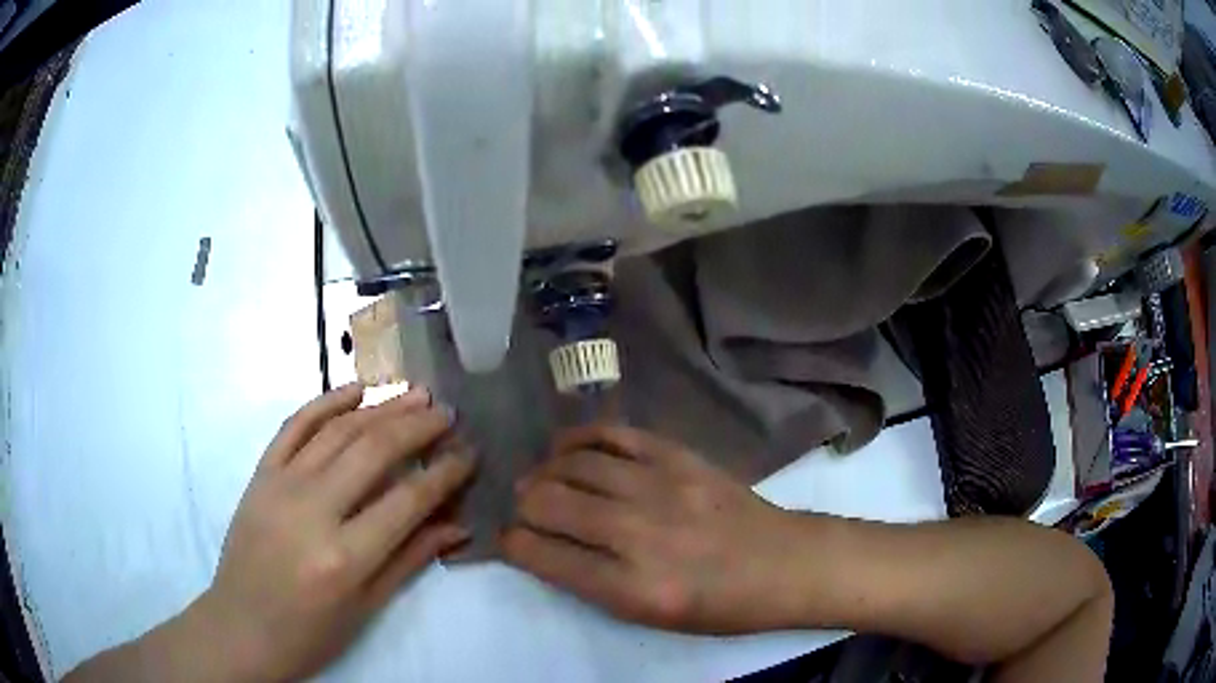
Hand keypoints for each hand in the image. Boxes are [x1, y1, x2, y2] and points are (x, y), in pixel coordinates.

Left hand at [194, 384, 474, 680]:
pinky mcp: (259, 474)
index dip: (445, 473)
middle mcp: (312, 511)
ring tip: (414, 393)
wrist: (242, 627)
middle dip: (417, 426)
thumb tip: (457, 524)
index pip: (407, 500)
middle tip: (446, 413)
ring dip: (380, 406)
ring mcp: (280, 485)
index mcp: (345, 557)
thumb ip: (411, 559)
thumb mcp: (367, 607)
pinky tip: (355, 390)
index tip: (470, 453)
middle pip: (373, 451)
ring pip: (337, 430)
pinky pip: (294, 425)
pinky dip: (325, 402)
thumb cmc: (310, 633)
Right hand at [502, 425, 798, 633]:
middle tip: (525, 512)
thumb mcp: (651, 616)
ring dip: (543, 472)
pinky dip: (579, 439)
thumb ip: (592, 583)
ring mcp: (660, 486)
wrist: (784, 563)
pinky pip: (613, 435)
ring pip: (572, 464)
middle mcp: (637, 533)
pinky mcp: (678, 456)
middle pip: (546, 502)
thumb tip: (543, 547)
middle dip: (521, 507)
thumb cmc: (720, 606)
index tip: (510, 542)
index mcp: (631, 587)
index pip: (541, 555)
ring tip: (541, 480)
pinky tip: (567, 449)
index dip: (512, 545)